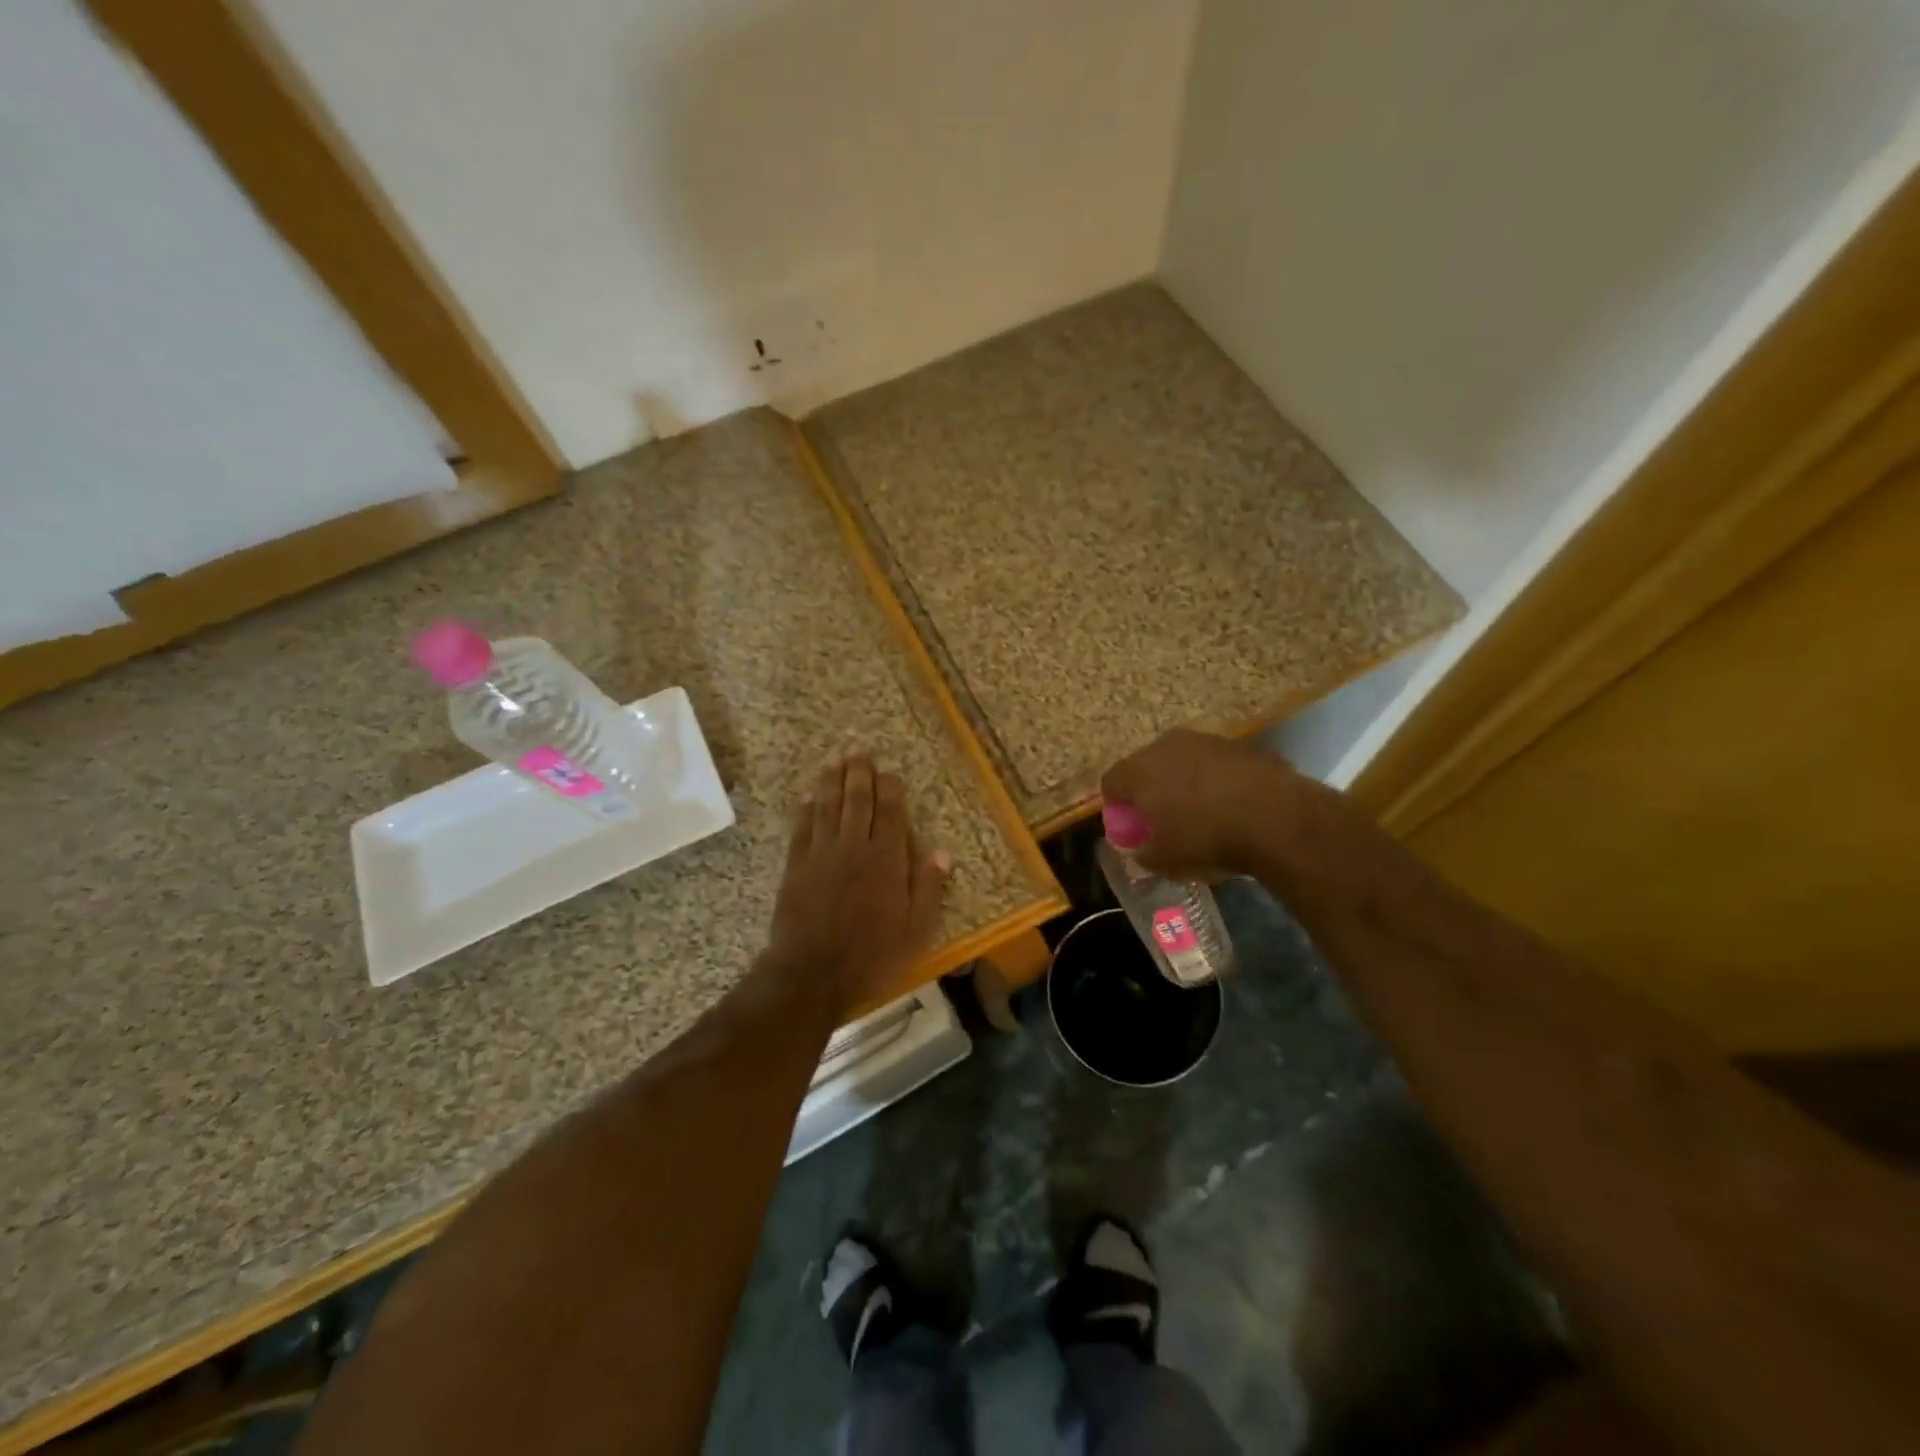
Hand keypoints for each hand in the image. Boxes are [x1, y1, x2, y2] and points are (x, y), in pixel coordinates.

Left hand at [766, 753, 950, 1018]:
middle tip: (857, 748)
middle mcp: (854, 847)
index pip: (891, 814)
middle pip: (857, 801)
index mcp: (886, 860)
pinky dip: (805, 809)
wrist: (811, 974)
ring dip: (831, 780)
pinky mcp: (796, 866)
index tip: (888, 769)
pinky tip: (807, 796)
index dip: (890, 789)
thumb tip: (941, 853)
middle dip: (858, 773)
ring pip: (827, 807)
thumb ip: (927, 888)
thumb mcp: (915, 930)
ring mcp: (821, 854)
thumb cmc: (871, 956)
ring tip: (834, 758)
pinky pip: (802, 828)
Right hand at [1099, 728, 1302, 875]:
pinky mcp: (1240, 745)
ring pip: (1182, 762)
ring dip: (1184, 782)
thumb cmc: (1206, 837)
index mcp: (1139, 770)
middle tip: (1162, 819)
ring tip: (1201, 812)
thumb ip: (1142, 854)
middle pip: (1146, 767)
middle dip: (1150, 791)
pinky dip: (1216, 781)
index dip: (1116, 807)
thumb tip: (1138, 850)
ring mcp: (1205, 740)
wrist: (1276, 816)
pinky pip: (1215, 764)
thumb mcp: (1165, 859)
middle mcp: (1166, 745)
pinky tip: (1232, 805)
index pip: (1110, 783)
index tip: (1129, 828)